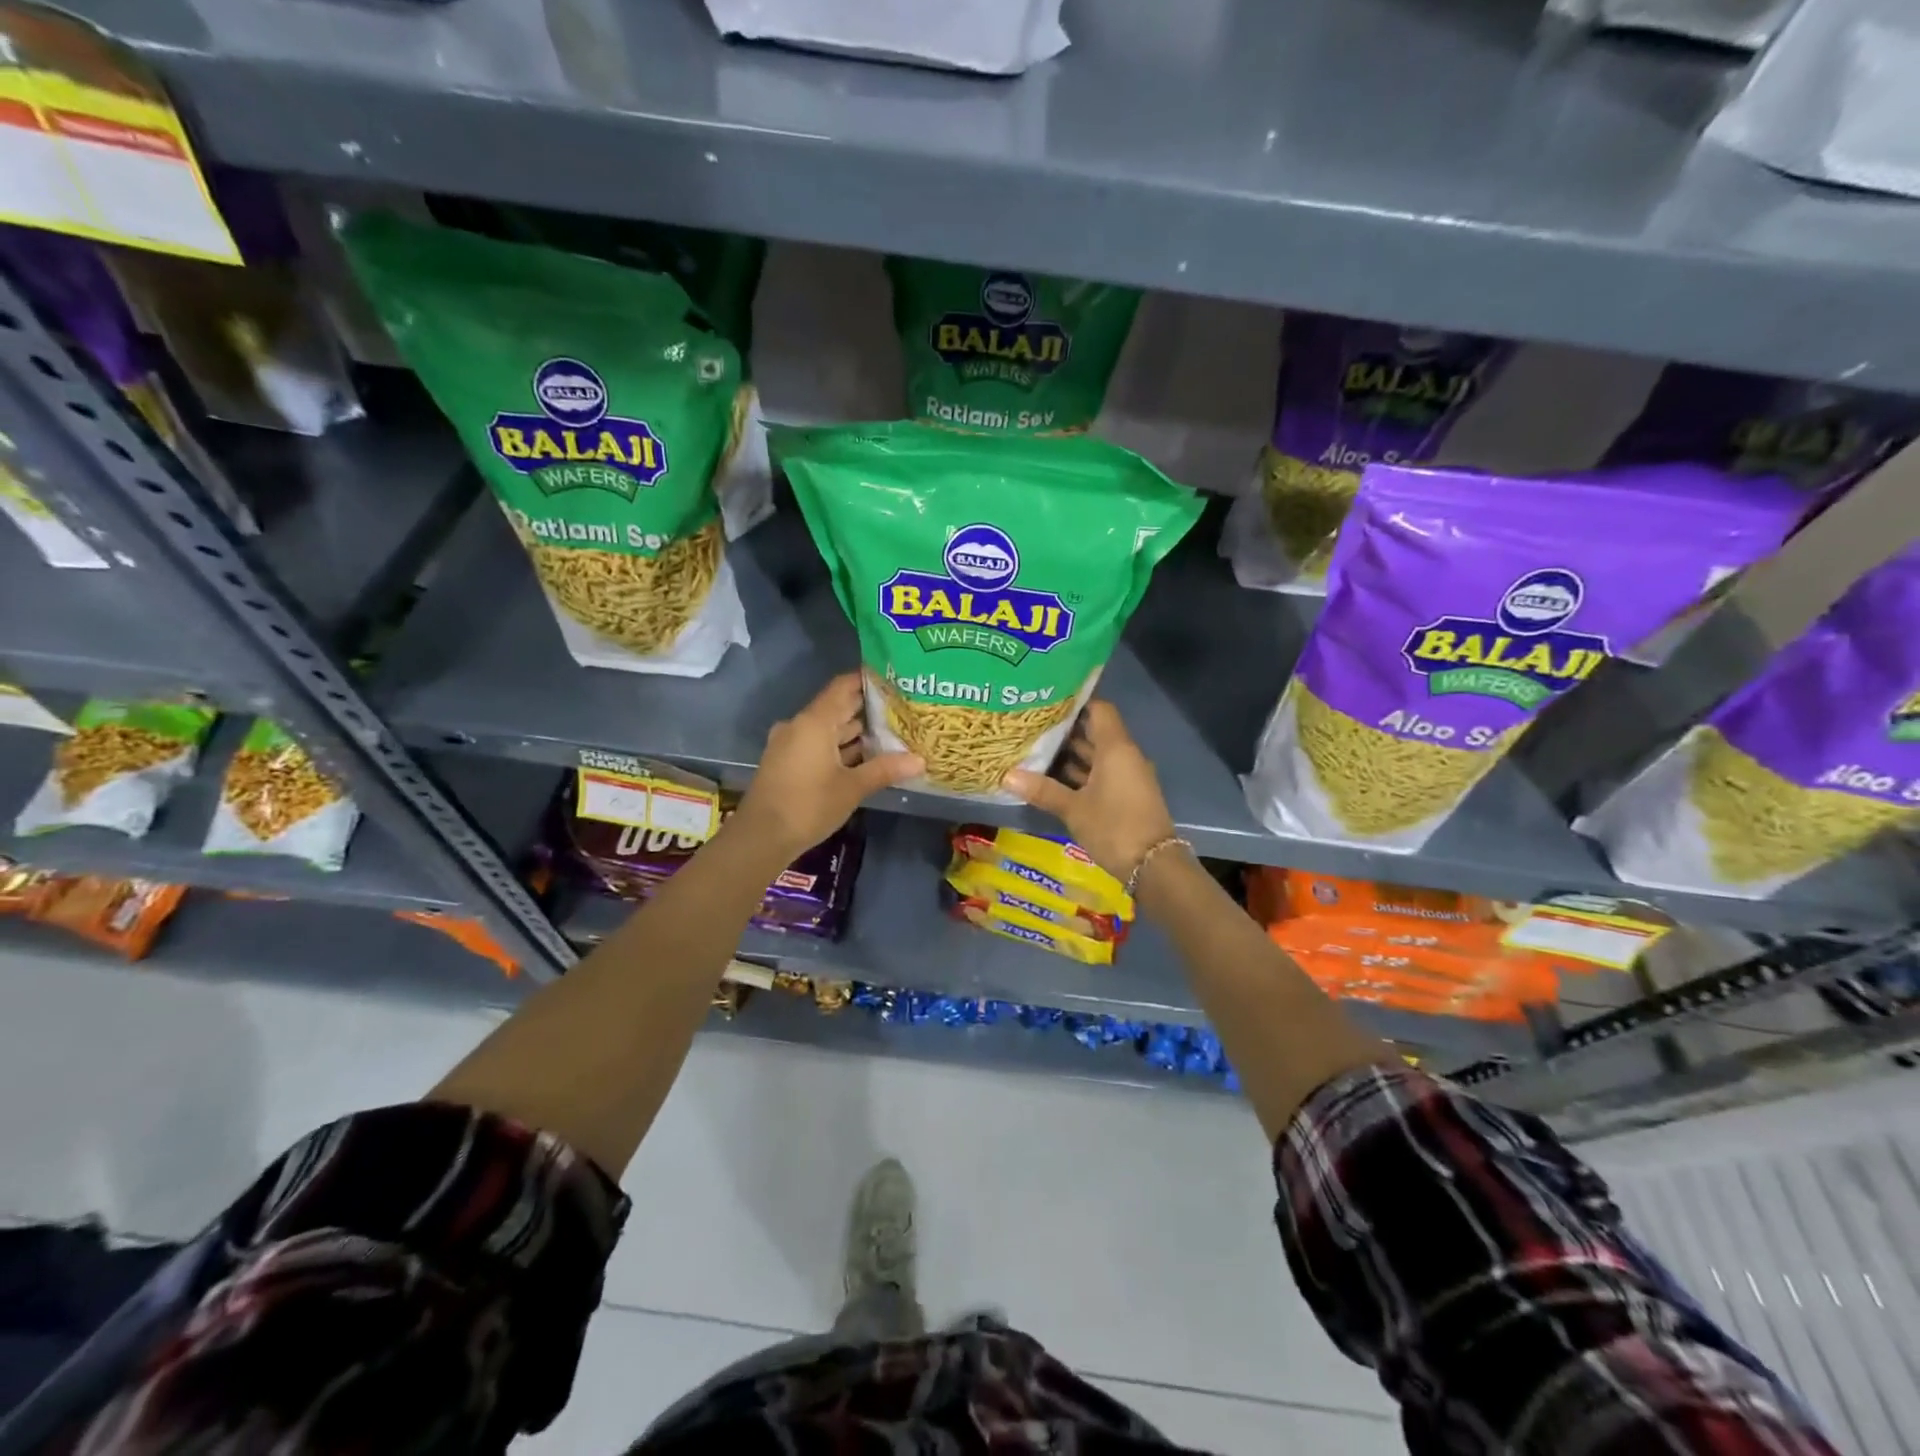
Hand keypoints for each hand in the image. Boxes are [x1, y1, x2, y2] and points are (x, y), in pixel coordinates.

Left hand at [736, 673, 922, 858]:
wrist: (761, 836)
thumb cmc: (809, 805)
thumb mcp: (852, 787)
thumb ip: (885, 770)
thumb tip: (920, 760)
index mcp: (814, 722)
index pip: (843, 687)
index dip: (867, 680)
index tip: (893, 679)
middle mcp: (800, 725)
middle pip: (836, 707)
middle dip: (866, 709)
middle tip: (900, 708)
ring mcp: (790, 744)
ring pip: (827, 729)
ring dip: (854, 731)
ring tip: (889, 733)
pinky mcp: (787, 762)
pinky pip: (817, 744)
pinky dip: (839, 747)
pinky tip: (864, 758)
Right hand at [1003, 701, 1177, 883]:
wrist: (1153, 866)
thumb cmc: (1113, 827)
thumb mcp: (1073, 809)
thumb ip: (1042, 790)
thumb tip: (1007, 776)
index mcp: (1115, 748)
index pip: (1098, 709)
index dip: (1075, 702)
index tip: (1047, 700)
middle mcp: (1124, 756)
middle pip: (1095, 732)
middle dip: (1065, 730)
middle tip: (1032, 725)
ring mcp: (1127, 776)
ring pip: (1096, 755)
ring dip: (1070, 754)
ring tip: (1035, 749)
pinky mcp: (1126, 795)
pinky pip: (1101, 773)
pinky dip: (1080, 773)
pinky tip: (1052, 778)